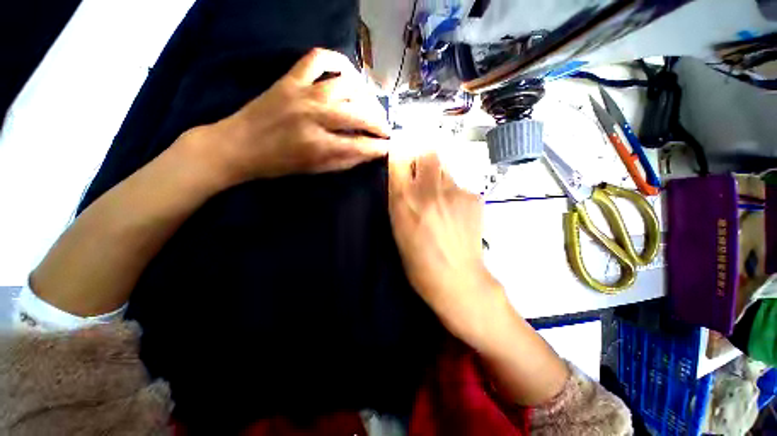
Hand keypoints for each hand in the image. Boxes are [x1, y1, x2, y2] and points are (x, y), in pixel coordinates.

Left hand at [199, 48, 390, 184]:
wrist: (238, 145)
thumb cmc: (279, 164)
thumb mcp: (315, 170)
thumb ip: (345, 161)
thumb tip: (368, 153)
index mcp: (319, 145)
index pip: (361, 144)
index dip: (379, 146)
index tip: (389, 147)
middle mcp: (314, 115)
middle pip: (359, 113)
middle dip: (379, 123)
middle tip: (385, 129)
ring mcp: (302, 92)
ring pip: (347, 85)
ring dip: (365, 97)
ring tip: (370, 107)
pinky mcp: (290, 78)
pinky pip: (318, 58)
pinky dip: (337, 62)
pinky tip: (347, 75)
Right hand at [388, 148, 506, 342]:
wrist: (456, 278)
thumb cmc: (418, 259)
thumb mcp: (398, 227)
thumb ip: (400, 197)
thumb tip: (406, 177)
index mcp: (404, 199)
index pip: (400, 157)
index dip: (402, 153)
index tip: (404, 157)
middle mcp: (428, 189)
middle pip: (428, 152)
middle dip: (424, 159)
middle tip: (424, 175)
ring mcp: (454, 191)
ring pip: (446, 169)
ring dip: (440, 178)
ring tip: (442, 201)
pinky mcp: (474, 196)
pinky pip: (461, 185)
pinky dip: (456, 194)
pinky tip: (456, 213)